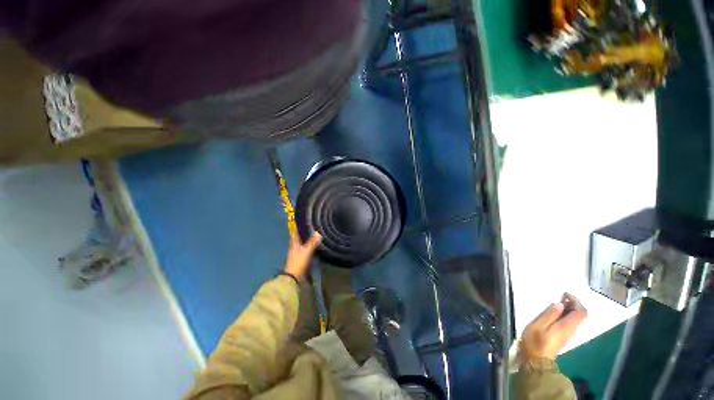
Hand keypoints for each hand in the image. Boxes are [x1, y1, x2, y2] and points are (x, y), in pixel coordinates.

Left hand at [283, 232, 321, 278]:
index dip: (300, 229)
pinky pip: (307, 252)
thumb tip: (317, 232)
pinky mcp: (301, 261)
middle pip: (300, 240)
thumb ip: (312, 242)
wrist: (294, 278)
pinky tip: (316, 249)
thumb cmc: (299, 262)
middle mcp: (295, 249)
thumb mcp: (307, 251)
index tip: (305, 225)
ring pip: (304, 246)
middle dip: (306, 236)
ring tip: (317, 238)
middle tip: (314, 230)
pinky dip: (310, 249)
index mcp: (294, 245)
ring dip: (309, 243)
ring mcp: (298, 255)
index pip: (296, 234)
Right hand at [519, 293, 587, 360]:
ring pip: (576, 319)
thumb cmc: (535, 341)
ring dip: (570, 309)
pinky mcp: (564, 336)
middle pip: (580, 315)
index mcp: (566, 326)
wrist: (536, 360)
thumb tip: (560, 304)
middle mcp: (571, 330)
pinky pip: (571, 322)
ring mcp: (568, 334)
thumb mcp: (538, 326)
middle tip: (561, 296)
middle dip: (573, 303)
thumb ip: (549, 315)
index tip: (565, 293)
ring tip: (558, 302)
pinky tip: (556, 312)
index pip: (581, 312)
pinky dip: (566, 314)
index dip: (576, 301)